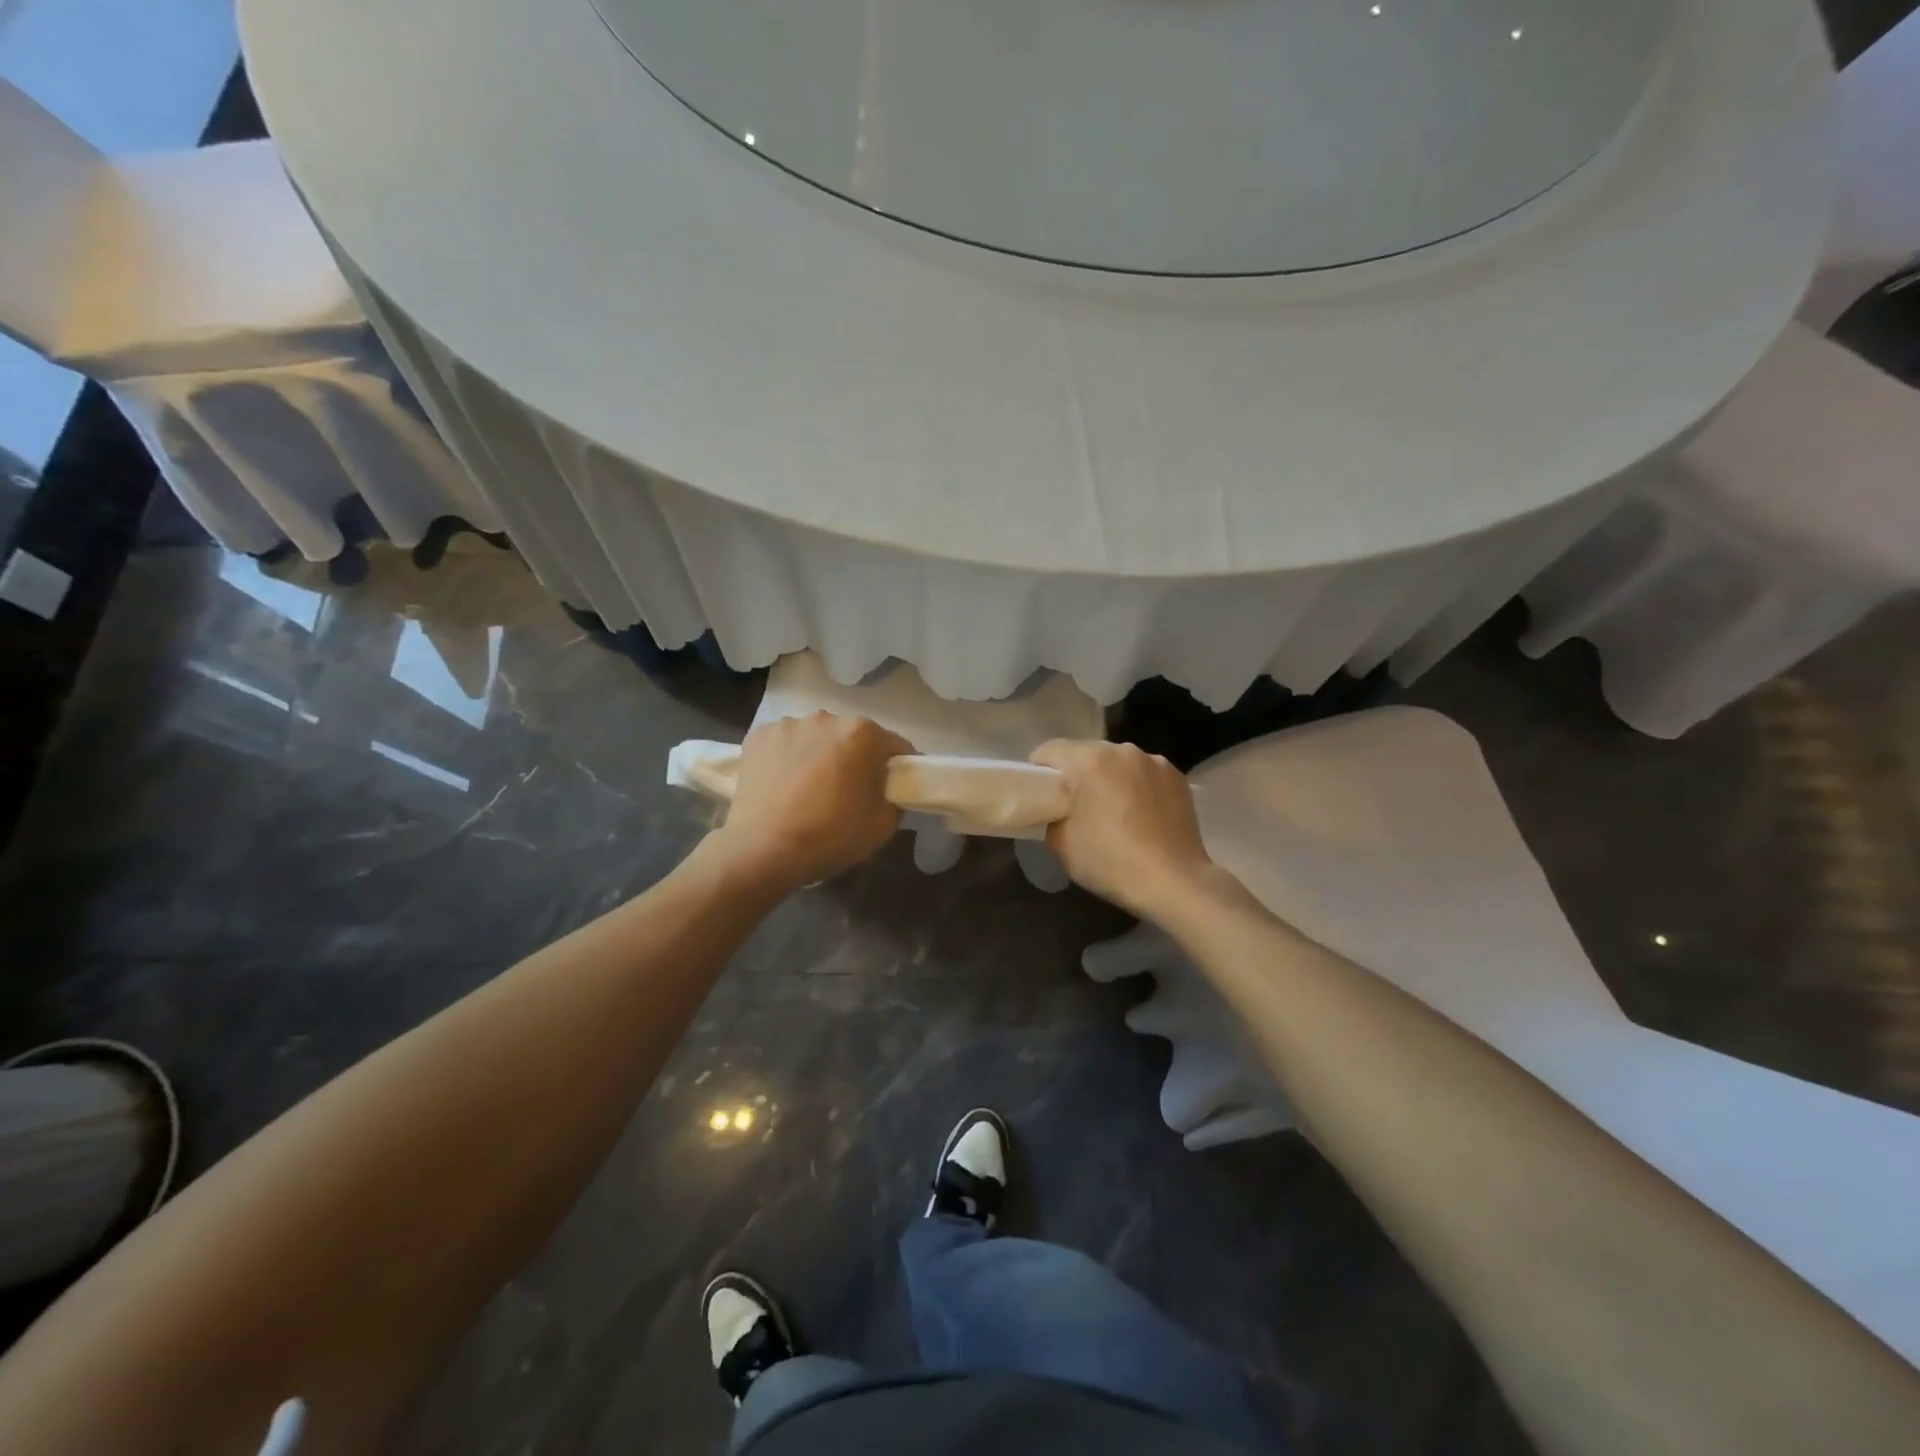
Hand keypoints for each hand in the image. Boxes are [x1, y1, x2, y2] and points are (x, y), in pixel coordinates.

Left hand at [715, 712, 914, 890]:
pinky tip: (783, 785)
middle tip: (849, 791)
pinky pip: (784, 744)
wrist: (763, 850)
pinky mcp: (758, 737)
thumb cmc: (830, 835)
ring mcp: (787, 725)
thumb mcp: (883, 825)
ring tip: (810, 788)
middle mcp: (826, 718)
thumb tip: (885, 789)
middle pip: (851, 737)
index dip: (898, 767)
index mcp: (862, 733)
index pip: (894, 745)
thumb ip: (893, 797)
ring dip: (819, 754)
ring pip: (815, 738)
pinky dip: (788, 758)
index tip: (894, 787)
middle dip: (855, 758)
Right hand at [1030, 740, 1215, 921]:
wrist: (1175, 883)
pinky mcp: (1177, 776)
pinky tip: (1140, 814)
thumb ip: (1050, 816)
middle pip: (1086, 752)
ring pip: (1117, 761)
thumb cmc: (1111, 862)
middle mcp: (1122, 750)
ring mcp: (1154, 761)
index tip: (1042, 796)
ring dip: (1109, 778)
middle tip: (1076, 807)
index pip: (1050, 750)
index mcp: (1089, 761)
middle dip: (1077, 774)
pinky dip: (1136, 786)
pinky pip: (1144, 773)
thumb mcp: (1062, 845)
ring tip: (1113, 811)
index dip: (1039, 771)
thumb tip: (1057, 810)